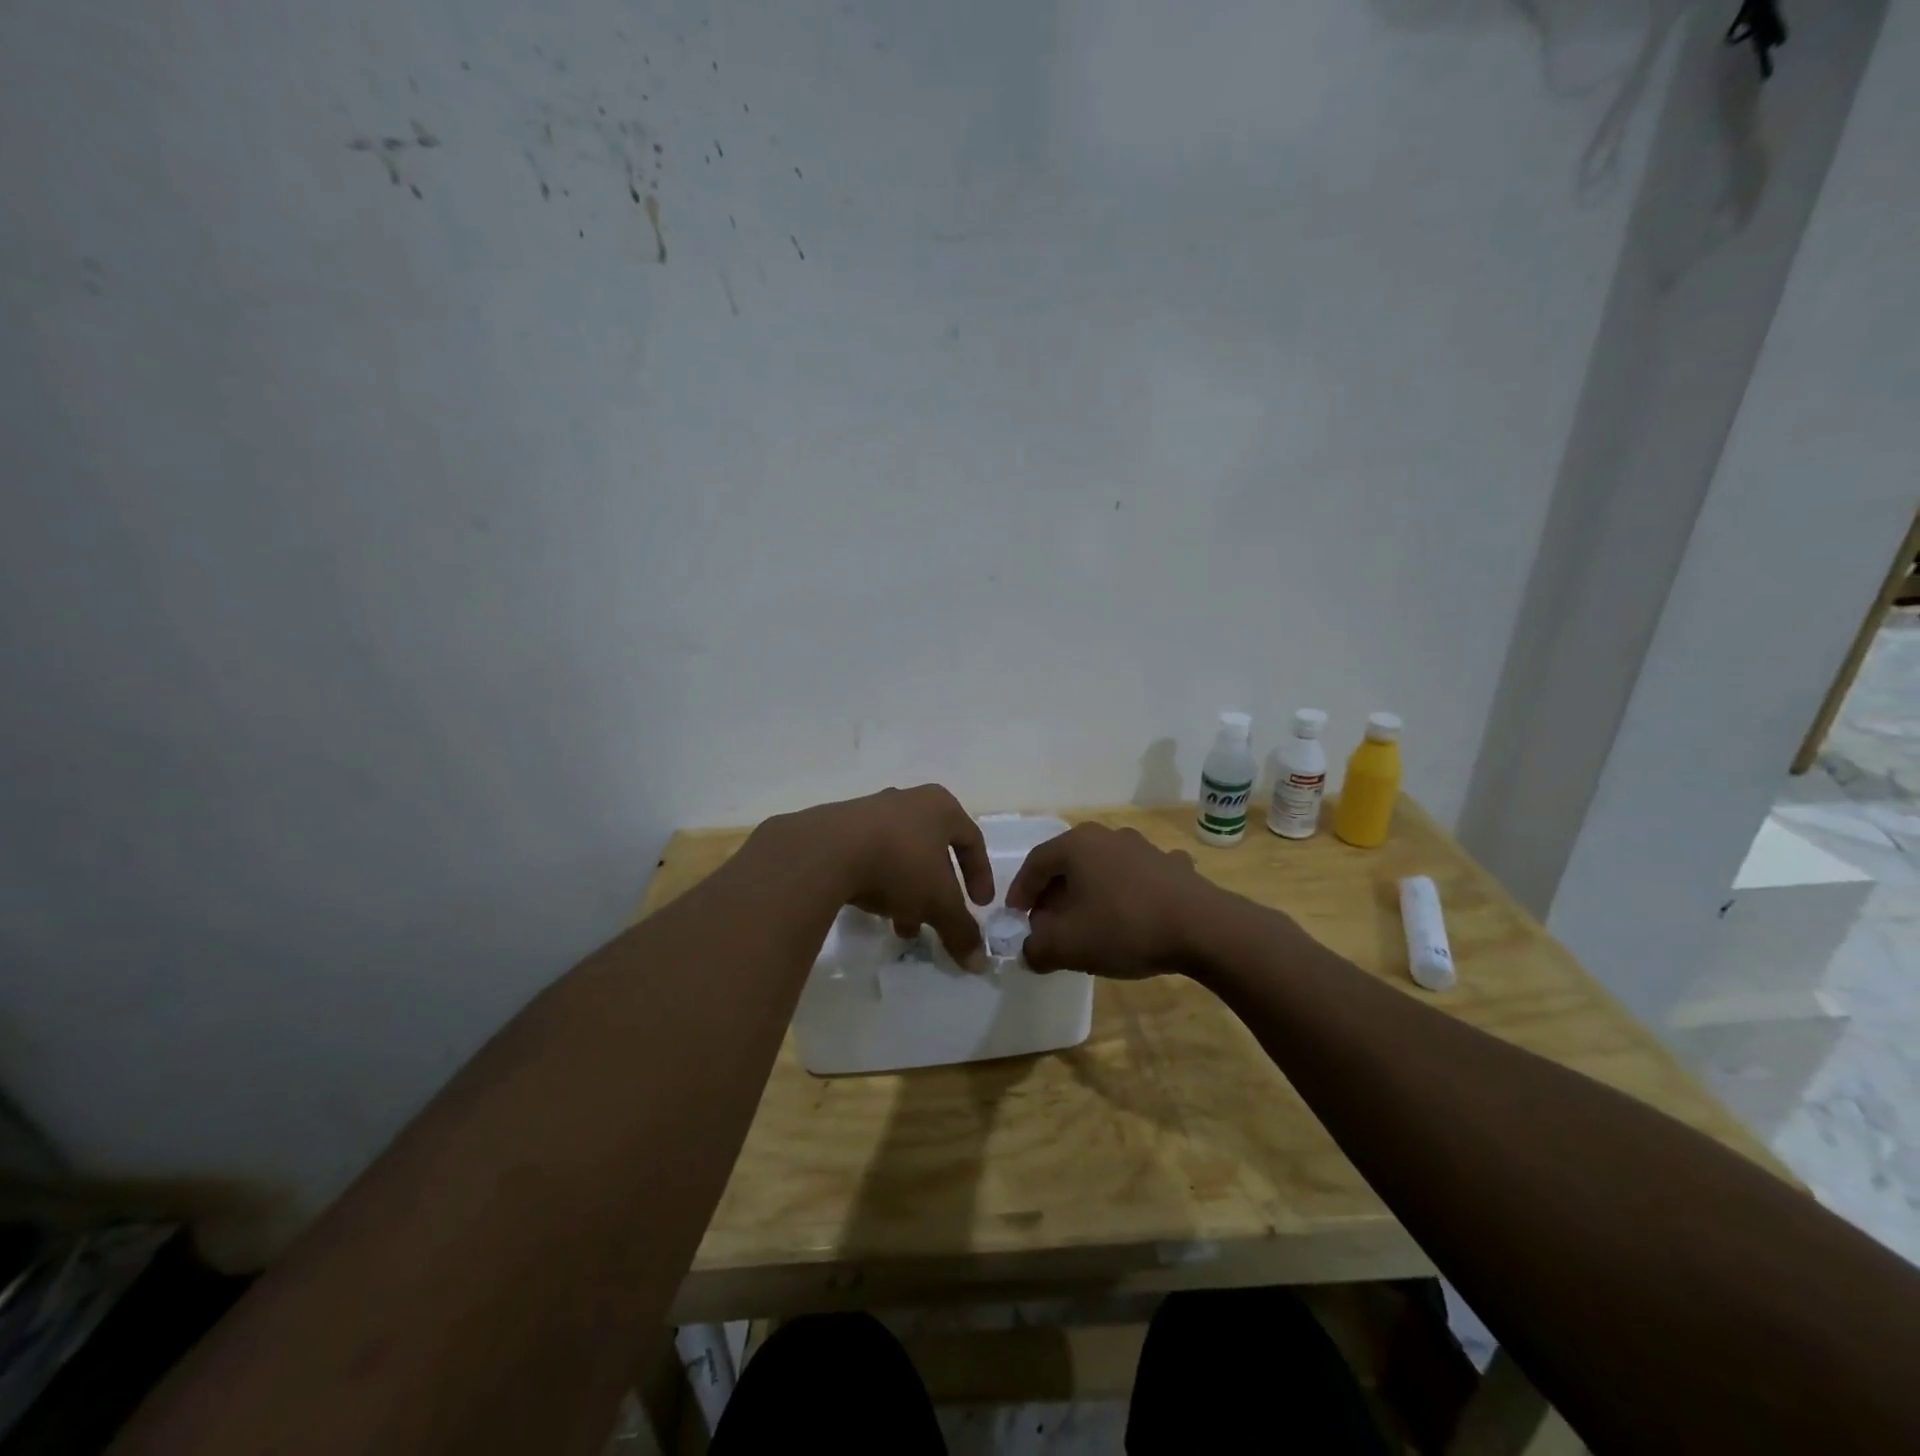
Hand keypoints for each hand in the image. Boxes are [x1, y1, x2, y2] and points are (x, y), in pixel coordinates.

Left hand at [780, 785, 994, 969]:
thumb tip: (979, 963)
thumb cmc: (899, 865)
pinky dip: (879, 882)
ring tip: (901, 928)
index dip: (980, 875)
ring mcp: (870, 811)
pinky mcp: (839, 827)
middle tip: (936, 920)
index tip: (980, 906)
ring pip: (901, 856)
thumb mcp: (938, 903)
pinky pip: (870, 856)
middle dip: (937, 891)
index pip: (972, 839)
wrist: (825, 851)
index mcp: (940, 807)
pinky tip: (871, 909)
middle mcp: (908, 801)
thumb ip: (961, 930)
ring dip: (907, 892)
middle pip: (933, 850)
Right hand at [1005, 823, 1216, 977]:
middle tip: (1047, 925)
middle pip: (1068, 864)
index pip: (1035, 863)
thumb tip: (1029, 950)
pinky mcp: (1172, 866)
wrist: (1203, 928)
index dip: (1020, 892)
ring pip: (1103, 870)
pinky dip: (1127, 894)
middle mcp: (1108, 836)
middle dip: (1053, 896)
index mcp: (1077, 845)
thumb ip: (1037, 949)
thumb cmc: (1124, 927)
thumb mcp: (1068, 946)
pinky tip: (1133, 914)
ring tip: (1087, 924)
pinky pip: (1138, 878)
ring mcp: (1144, 848)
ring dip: (1088, 894)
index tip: (1015, 918)